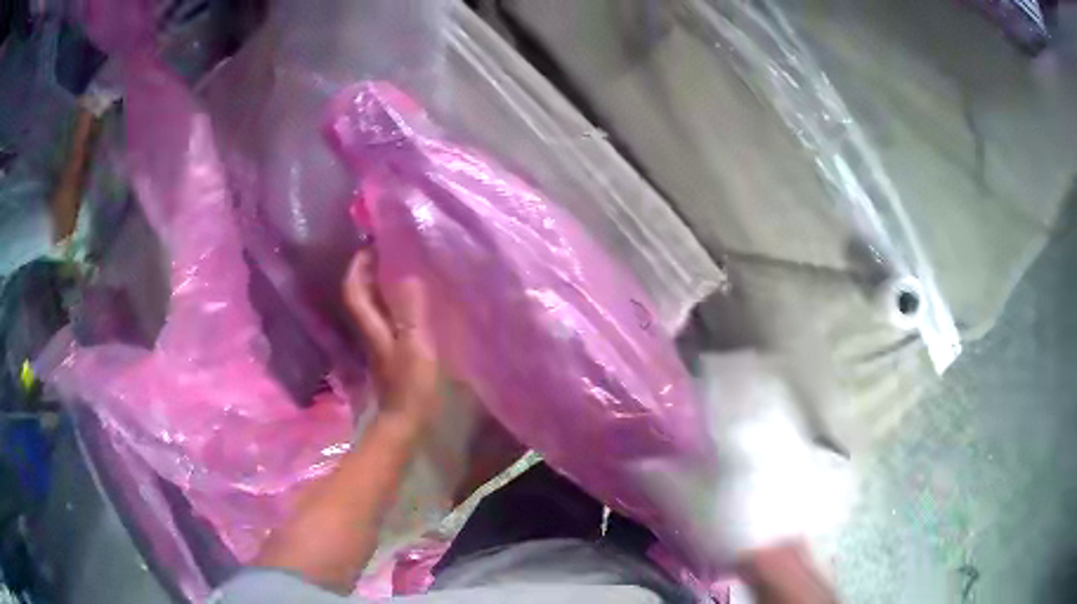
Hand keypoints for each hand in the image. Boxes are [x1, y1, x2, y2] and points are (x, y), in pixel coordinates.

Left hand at [344, 249, 440, 428]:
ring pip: (370, 305)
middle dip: (366, 270)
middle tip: (386, 249)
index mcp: (371, 326)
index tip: (369, 243)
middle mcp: (368, 330)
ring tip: (397, 266)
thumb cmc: (411, 386)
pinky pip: (384, 317)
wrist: (404, 422)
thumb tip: (408, 276)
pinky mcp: (387, 352)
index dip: (357, 265)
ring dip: (377, 284)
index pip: (354, 289)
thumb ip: (411, 312)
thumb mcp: (415, 346)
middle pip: (359, 294)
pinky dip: (390, 302)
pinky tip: (407, 299)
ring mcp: (377, 342)